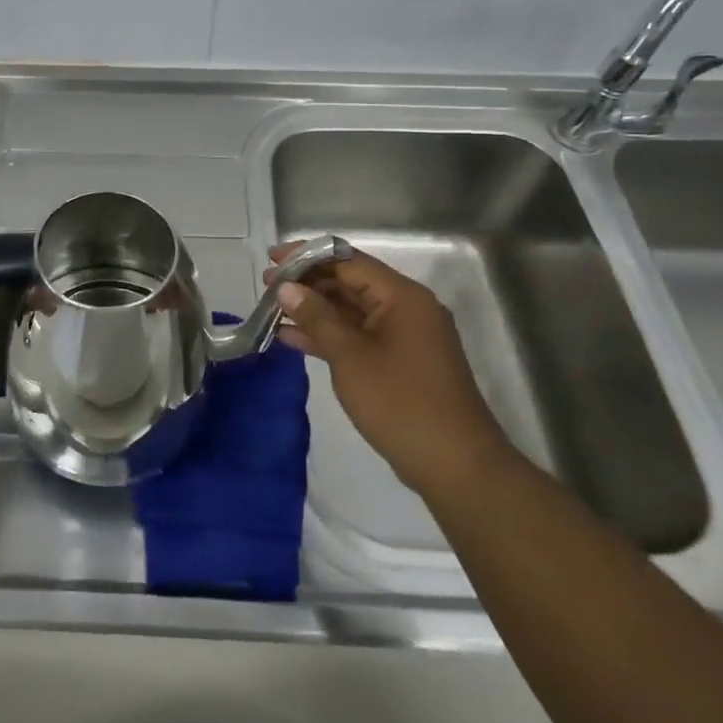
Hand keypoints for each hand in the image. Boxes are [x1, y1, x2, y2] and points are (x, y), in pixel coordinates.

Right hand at [269, 243, 513, 493]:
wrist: (455, 466)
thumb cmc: (401, 402)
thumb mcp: (350, 356)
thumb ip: (317, 317)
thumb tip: (286, 287)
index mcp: (402, 296)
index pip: (348, 261)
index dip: (307, 257)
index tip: (272, 259)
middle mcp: (406, 308)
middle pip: (350, 282)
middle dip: (308, 283)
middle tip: (267, 287)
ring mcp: (404, 337)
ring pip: (351, 311)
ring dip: (314, 310)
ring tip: (273, 310)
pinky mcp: (399, 362)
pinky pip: (358, 336)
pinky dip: (329, 335)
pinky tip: (292, 339)